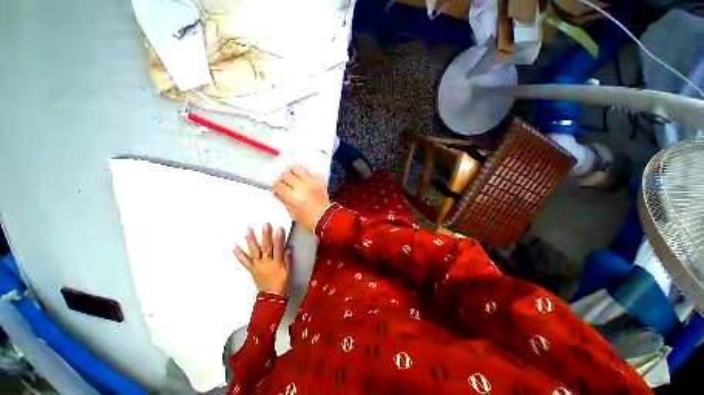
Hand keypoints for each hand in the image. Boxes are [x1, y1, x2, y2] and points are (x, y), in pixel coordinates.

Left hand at [234, 223, 290, 295]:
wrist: (271, 296)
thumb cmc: (281, 282)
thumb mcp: (288, 271)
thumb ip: (287, 259)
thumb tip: (288, 248)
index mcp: (276, 262)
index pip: (278, 248)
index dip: (279, 238)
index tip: (279, 229)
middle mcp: (266, 262)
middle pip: (266, 247)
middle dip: (266, 235)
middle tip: (265, 225)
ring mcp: (257, 265)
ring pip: (254, 251)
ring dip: (251, 240)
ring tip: (248, 230)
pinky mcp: (251, 269)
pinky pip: (244, 261)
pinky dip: (239, 254)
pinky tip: (235, 247)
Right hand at [273, 166, 330, 231]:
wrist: (324, 217)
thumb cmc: (309, 218)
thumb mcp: (291, 212)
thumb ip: (284, 200)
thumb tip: (278, 193)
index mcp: (292, 197)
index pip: (279, 185)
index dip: (275, 187)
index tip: (277, 190)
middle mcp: (301, 187)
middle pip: (287, 175)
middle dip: (283, 179)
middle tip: (284, 183)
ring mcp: (311, 183)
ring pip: (297, 169)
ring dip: (292, 172)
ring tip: (292, 176)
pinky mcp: (319, 181)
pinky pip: (311, 171)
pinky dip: (306, 172)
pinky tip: (304, 176)